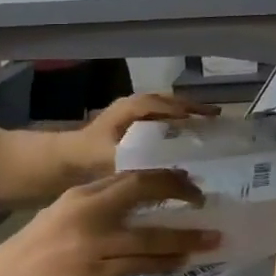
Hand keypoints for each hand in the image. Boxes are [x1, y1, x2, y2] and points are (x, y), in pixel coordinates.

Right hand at [0, 170, 217, 275]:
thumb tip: (137, 208)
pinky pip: (139, 265)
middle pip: (144, 188)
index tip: (189, 178)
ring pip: (151, 234)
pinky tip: (182, 263)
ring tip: (212, 237)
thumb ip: (97, 207)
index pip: (132, 173)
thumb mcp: (63, 216)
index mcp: (83, 194)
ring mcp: (93, 242)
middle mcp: (91, 210)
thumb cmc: (32, 254)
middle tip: (205, 198)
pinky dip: (165, 263)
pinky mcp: (93, 273)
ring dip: (186, 237)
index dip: (164, 174)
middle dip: (180, 191)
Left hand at [61, 94, 219, 182]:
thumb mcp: (114, 159)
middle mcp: (133, 106)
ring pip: (165, 109)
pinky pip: (159, 119)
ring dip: (185, 115)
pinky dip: (175, 124)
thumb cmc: (86, 157)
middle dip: (192, 109)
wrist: (60, 162)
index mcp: (131, 108)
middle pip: (169, 102)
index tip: (209, 118)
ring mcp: (131, 114)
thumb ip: (142, 163)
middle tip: (215, 118)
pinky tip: (185, 139)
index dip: (188, 109)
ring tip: (206, 125)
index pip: (165, 104)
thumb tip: (176, 173)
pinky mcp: (130, 126)